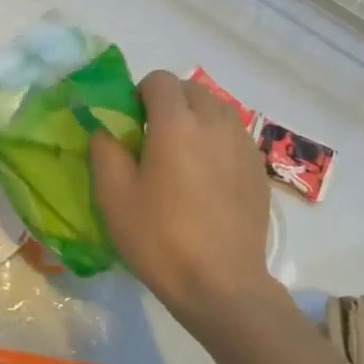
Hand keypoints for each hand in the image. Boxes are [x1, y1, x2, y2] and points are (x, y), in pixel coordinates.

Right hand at [91, 70, 285, 328]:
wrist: (220, 284)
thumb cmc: (159, 239)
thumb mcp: (113, 196)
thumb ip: (104, 150)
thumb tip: (107, 130)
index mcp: (176, 124)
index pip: (159, 80)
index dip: (139, 94)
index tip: (130, 125)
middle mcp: (215, 124)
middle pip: (191, 90)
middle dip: (168, 103)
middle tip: (152, 141)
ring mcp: (243, 146)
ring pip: (217, 110)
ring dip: (195, 120)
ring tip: (181, 159)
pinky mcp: (258, 169)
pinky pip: (233, 137)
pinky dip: (216, 142)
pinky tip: (206, 180)